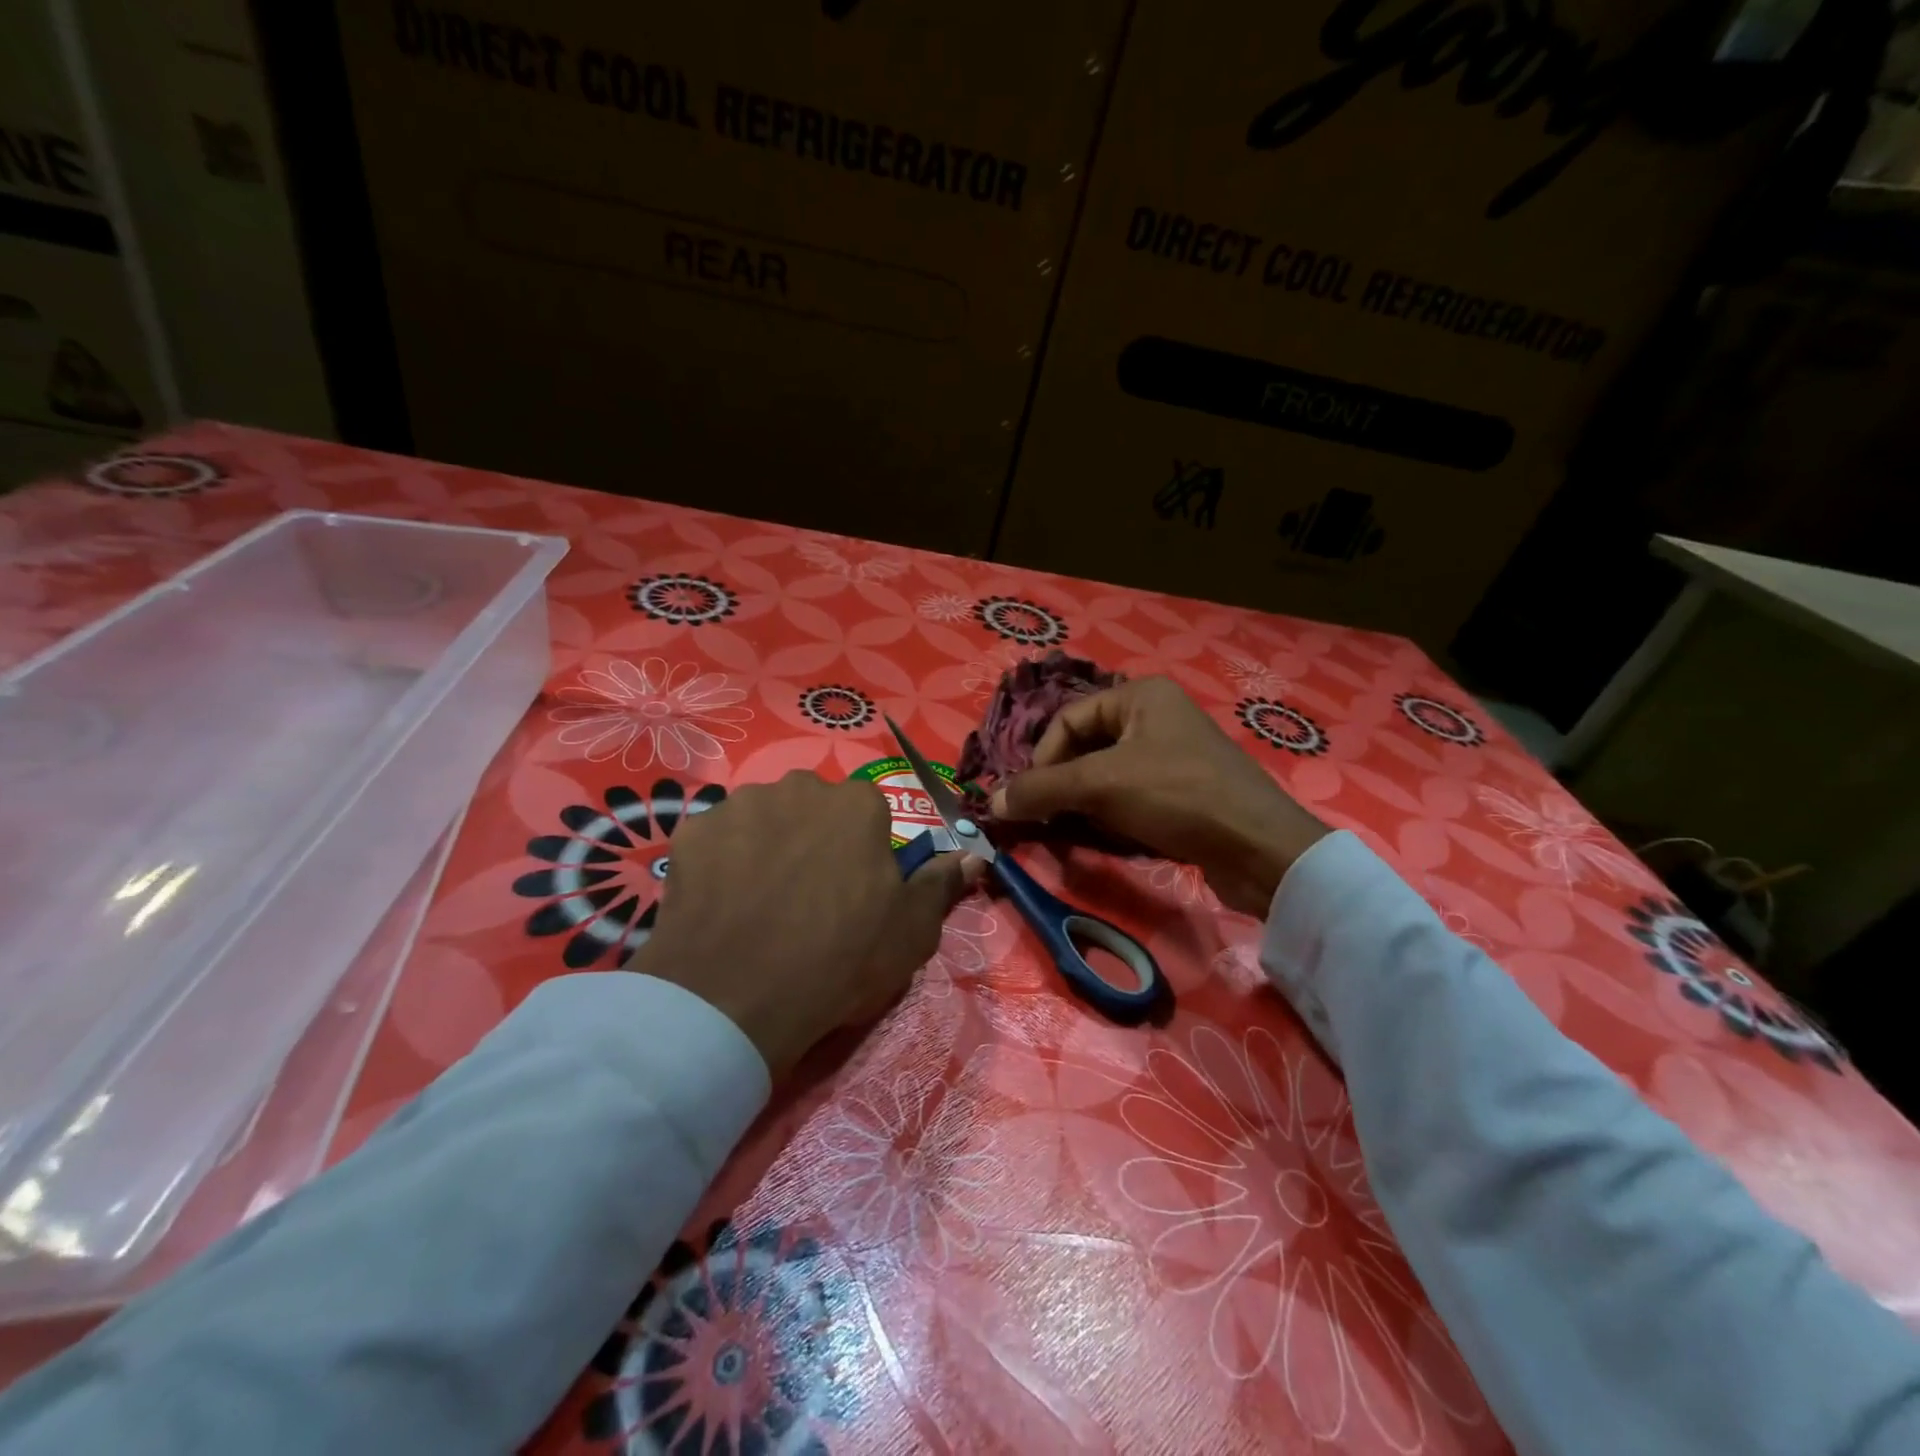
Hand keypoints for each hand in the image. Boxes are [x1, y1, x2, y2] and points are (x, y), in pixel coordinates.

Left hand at [626, 772, 977, 1075]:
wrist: (737, 995)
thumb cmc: (841, 958)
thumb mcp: (911, 931)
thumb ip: (941, 884)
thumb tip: (972, 855)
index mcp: (858, 804)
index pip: (867, 815)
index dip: (861, 853)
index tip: (853, 892)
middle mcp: (800, 787)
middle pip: (812, 808)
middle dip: (812, 839)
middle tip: (804, 895)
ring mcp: (741, 804)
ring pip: (763, 818)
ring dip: (766, 845)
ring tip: (757, 901)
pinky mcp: (692, 830)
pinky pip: (716, 839)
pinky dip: (721, 861)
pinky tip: (720, 904)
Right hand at [991, 677, 1327, 916]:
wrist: (1258, 847)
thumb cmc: (1177, 795)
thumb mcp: (1101, 785)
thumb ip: (1042, 789)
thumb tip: (991, 802)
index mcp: (1140, 695)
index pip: (1067, 720)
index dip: (1042, 760)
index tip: (1029, 800)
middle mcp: (1156, 715)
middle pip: (1085, 746)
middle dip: (1062, 783)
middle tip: (1047, 816)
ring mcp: (1173, 753)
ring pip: (1106, 773)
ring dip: (1084, 801)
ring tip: (1074, 828)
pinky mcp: (1184, 789)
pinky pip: (1131, 793)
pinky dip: (1111, 813)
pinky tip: (1108, 835)